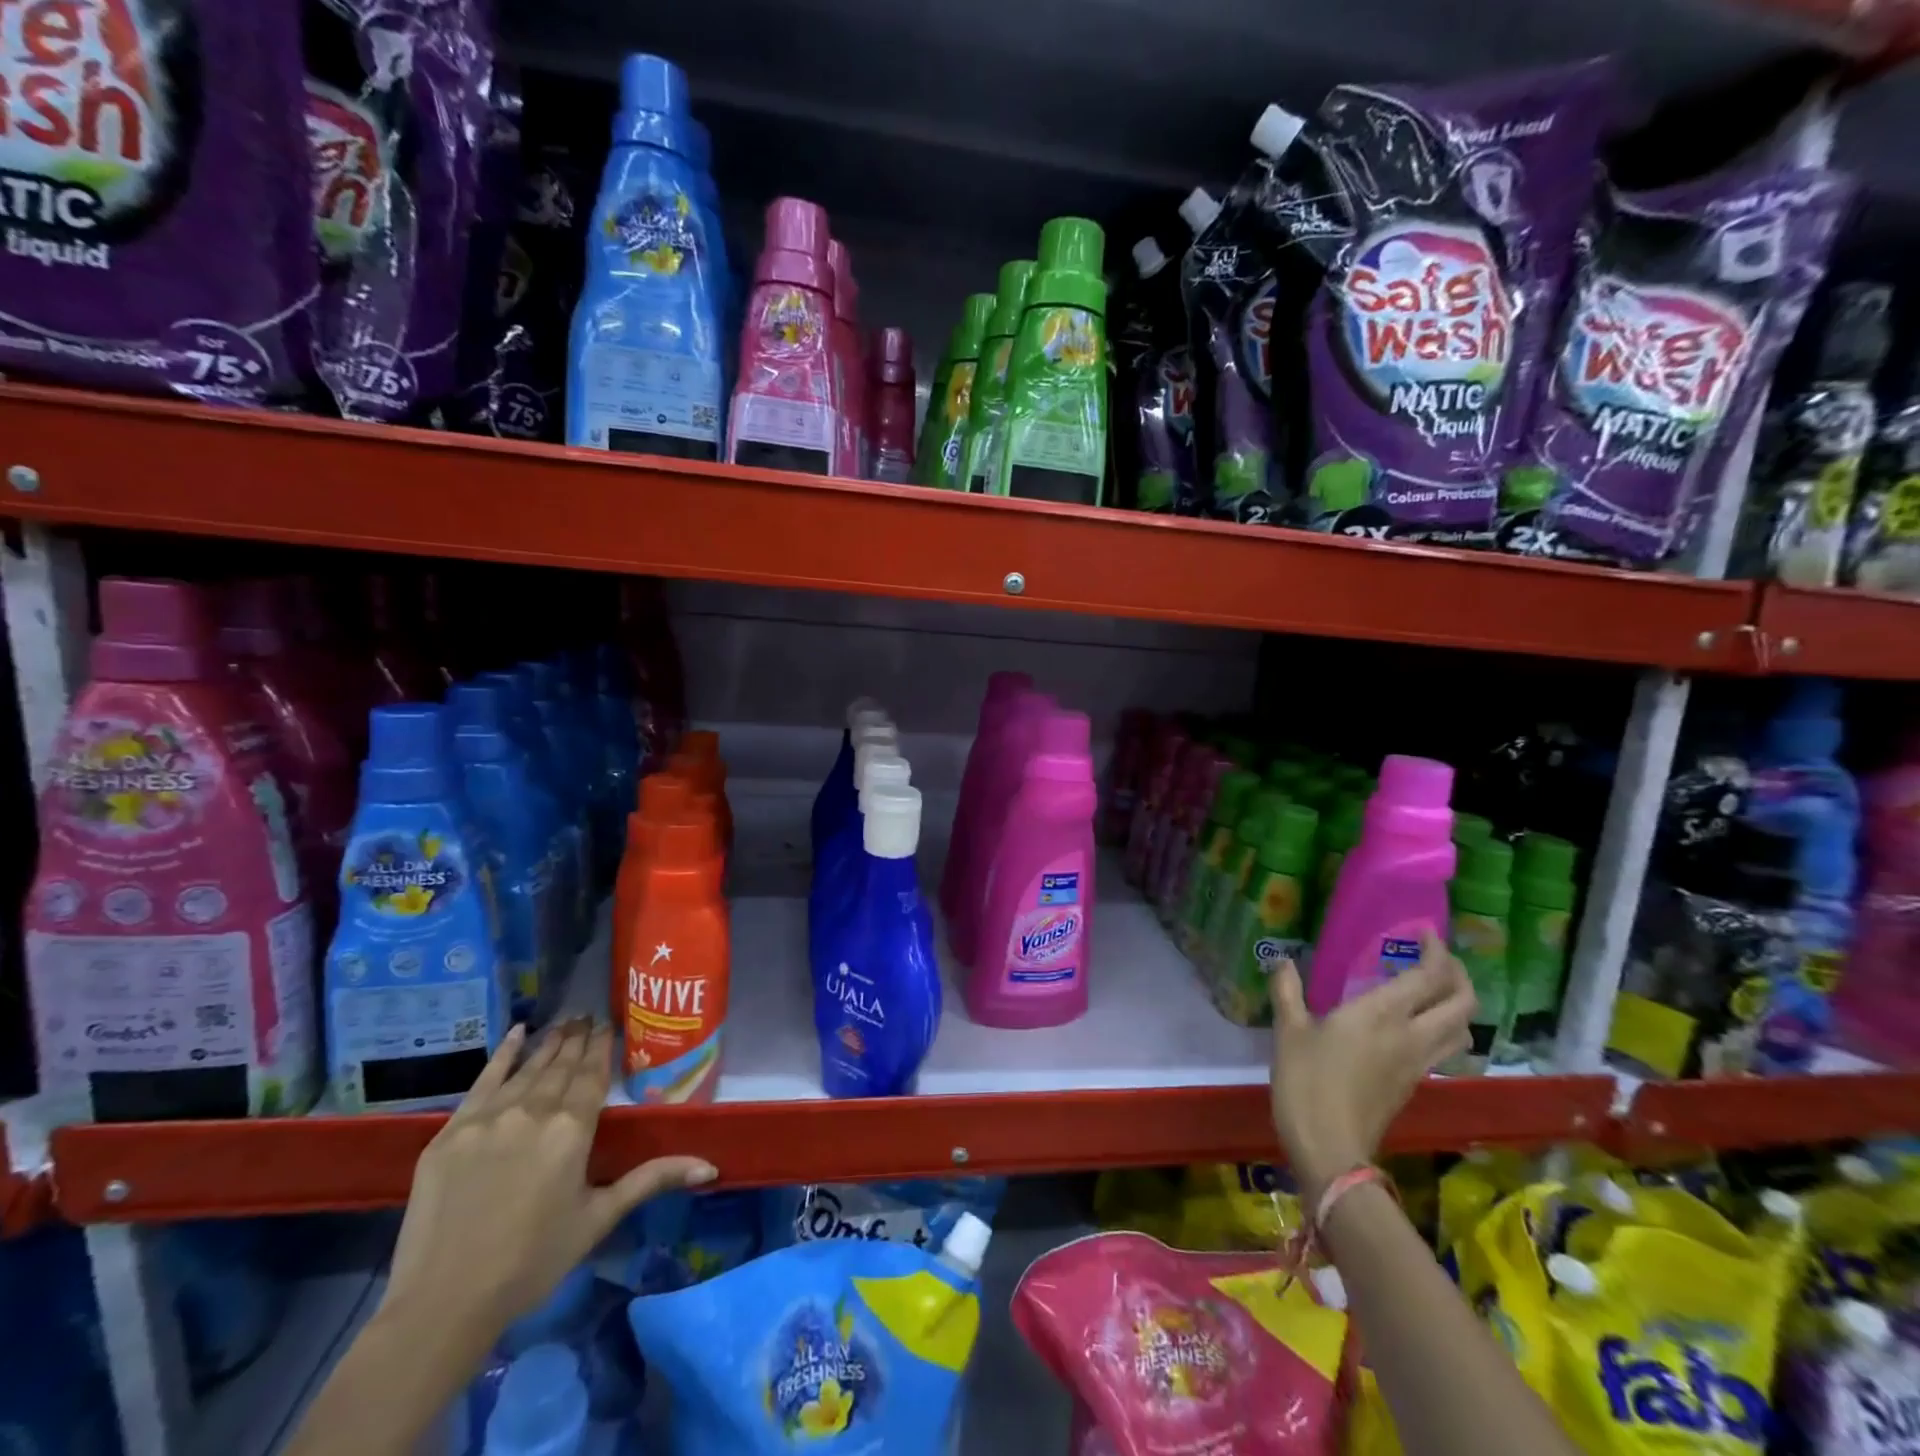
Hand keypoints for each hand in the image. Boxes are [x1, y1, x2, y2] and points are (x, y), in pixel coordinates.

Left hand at [381, 1019, 715, 1351]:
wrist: (442, 1303)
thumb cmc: (531, 1262)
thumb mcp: (598, 1218)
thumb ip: (651, 1179)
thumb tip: (710, 1165)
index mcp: (572, 1129)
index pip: (592, 1075)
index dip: (602, 1047)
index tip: (609, 1023)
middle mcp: (533, 1111)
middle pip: (561, 1066)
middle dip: (577, 1039)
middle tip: (588, 1014)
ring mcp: (488, 1118)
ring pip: (527, 1069)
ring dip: (549, 1044)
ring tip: (565, 1022)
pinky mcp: (450, 1132)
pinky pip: (483, 1081)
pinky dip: (503, 1055)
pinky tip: (518, 1033)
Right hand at [1270, 931, 1474, 1202]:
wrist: (1330, 1148)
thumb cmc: (1306, 1082)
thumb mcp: (1289, 1031)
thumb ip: (1288, 991)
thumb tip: (1282, 961)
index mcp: (1382, 1014)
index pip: (1429, 976)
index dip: (1436, 951)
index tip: (1425, 933)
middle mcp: (1411, 1035)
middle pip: (1462, 1003)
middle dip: (1458, 975)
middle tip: (1436, 958)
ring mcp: (1418, 1063)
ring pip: (1461, 1029)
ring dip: (1457, 1005)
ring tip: (1432, 990)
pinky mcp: (1414, 1084)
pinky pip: (1443, 1048)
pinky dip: (1442, 1028)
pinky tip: (1413, 1026)